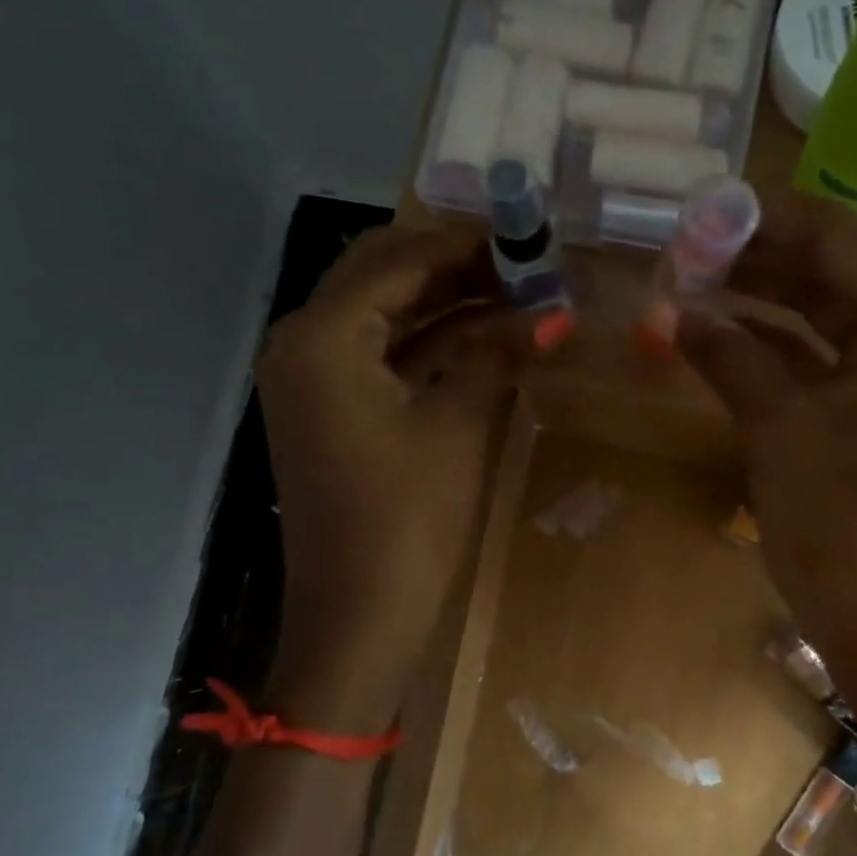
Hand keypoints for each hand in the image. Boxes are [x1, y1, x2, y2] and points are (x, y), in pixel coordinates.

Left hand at [255, 225, 534, 734]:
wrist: (358, 617)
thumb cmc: (407, 518)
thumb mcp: (458, 426)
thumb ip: (497, 355)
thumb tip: (552, 314)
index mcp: (322, 336)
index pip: (398, 261)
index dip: (466, 245)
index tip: (527, 237)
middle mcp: (304, 346)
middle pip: (382, 280)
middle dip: (455, 269)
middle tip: (525, 267)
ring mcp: (313, 384)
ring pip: (384, 320)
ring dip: (446, 307)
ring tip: (517, 298)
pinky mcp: (331, 417)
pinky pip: (382, 361)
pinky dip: (431, 348)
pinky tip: (484, 343)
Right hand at [677, 194, 856, 693]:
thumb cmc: (841, 526)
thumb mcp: (779, 428)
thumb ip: (728, 355)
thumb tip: (670, 307)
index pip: (842, 243)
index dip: (765, 225)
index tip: (699, 213)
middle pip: (833, 277)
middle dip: (757, 266)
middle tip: (682, 254)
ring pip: (823, 319)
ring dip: (759, 306)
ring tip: (688, 287)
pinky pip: (822, 362)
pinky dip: (772, 351)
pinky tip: (717, 335)